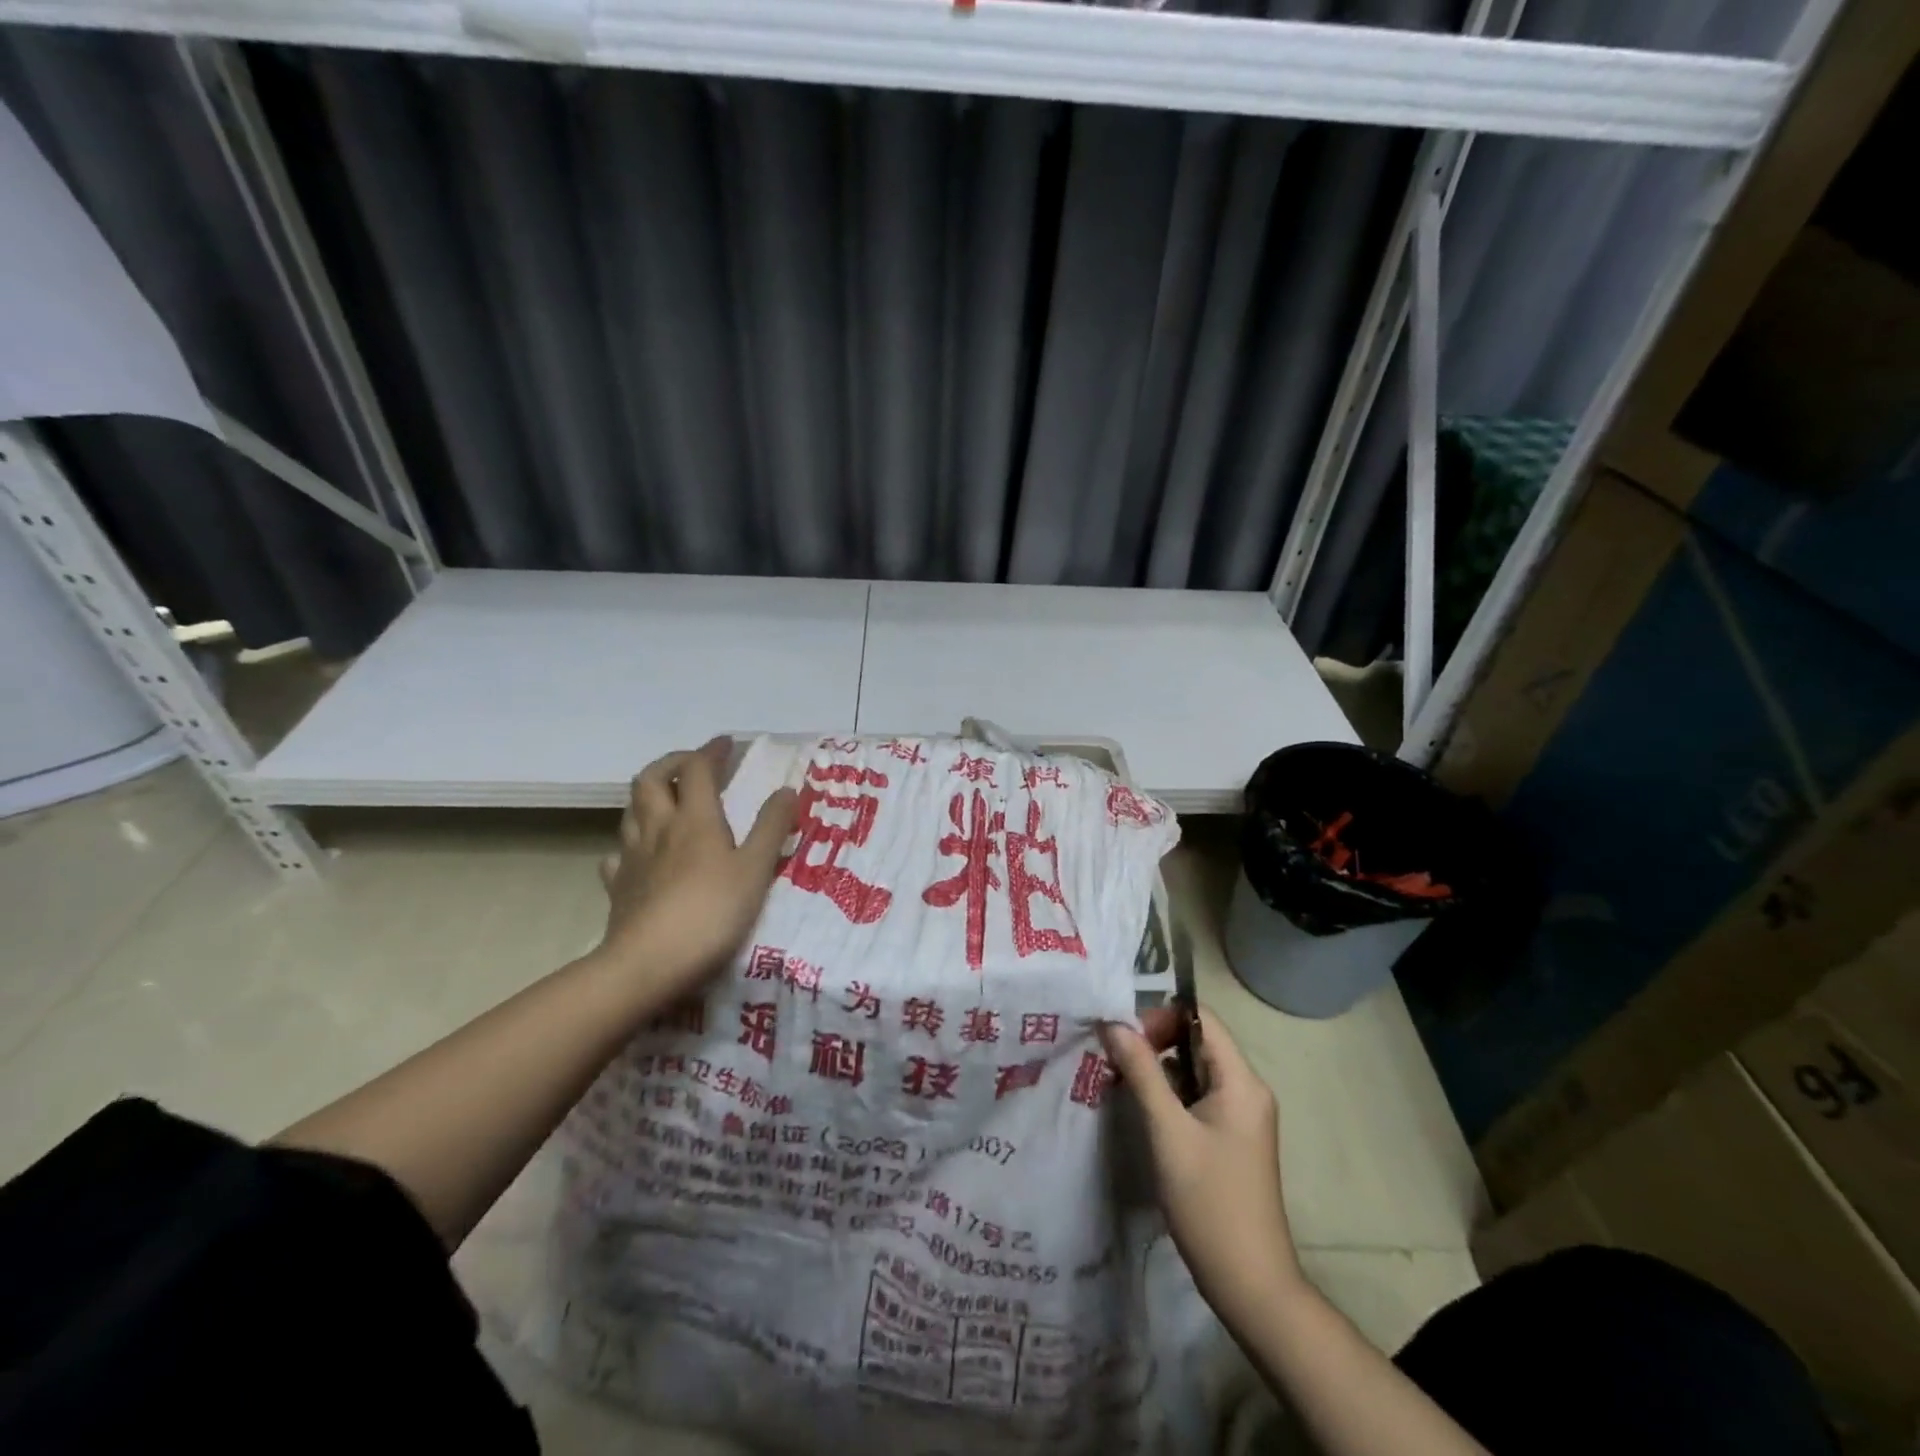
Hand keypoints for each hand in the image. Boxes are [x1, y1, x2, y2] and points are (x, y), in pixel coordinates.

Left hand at [594, 737, 796, 1004]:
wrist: (648, 965)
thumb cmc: (711, 913)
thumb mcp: (756, 869)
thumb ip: (771, 828)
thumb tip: (786, 789)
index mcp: (694, 819)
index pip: (696, 769)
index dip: (711, 751)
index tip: (727, 743)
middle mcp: (658, 828)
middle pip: (650, 779)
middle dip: (671, 763)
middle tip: (693, 766)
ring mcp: (631, 858)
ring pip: (631, 811)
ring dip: (649, 796)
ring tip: (669, 802)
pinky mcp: (618, 887)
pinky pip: (618, 855)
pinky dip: (631, 845)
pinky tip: (642, 856)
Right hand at [1101, 1010, 1300, 1320]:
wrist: (1250, 1285)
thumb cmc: (1209, 1202)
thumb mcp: (1168, 1132)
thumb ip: (1142, 1072)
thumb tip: (1114, 1024)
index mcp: (1241, 1081)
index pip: (1201, 1018)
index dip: (1161, 1016)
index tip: (1124, 1037)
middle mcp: (1247, 1089)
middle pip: (1197, 1040)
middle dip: (1155, 1041)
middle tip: (1116, 1060)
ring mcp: (1241, 1115)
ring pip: (1194, 1069)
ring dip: (1158, 1068)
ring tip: (1121, 1081)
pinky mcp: (1231, 1137)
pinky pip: (1197, 1096)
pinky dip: (1169, 1093)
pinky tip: (1143, 1109)